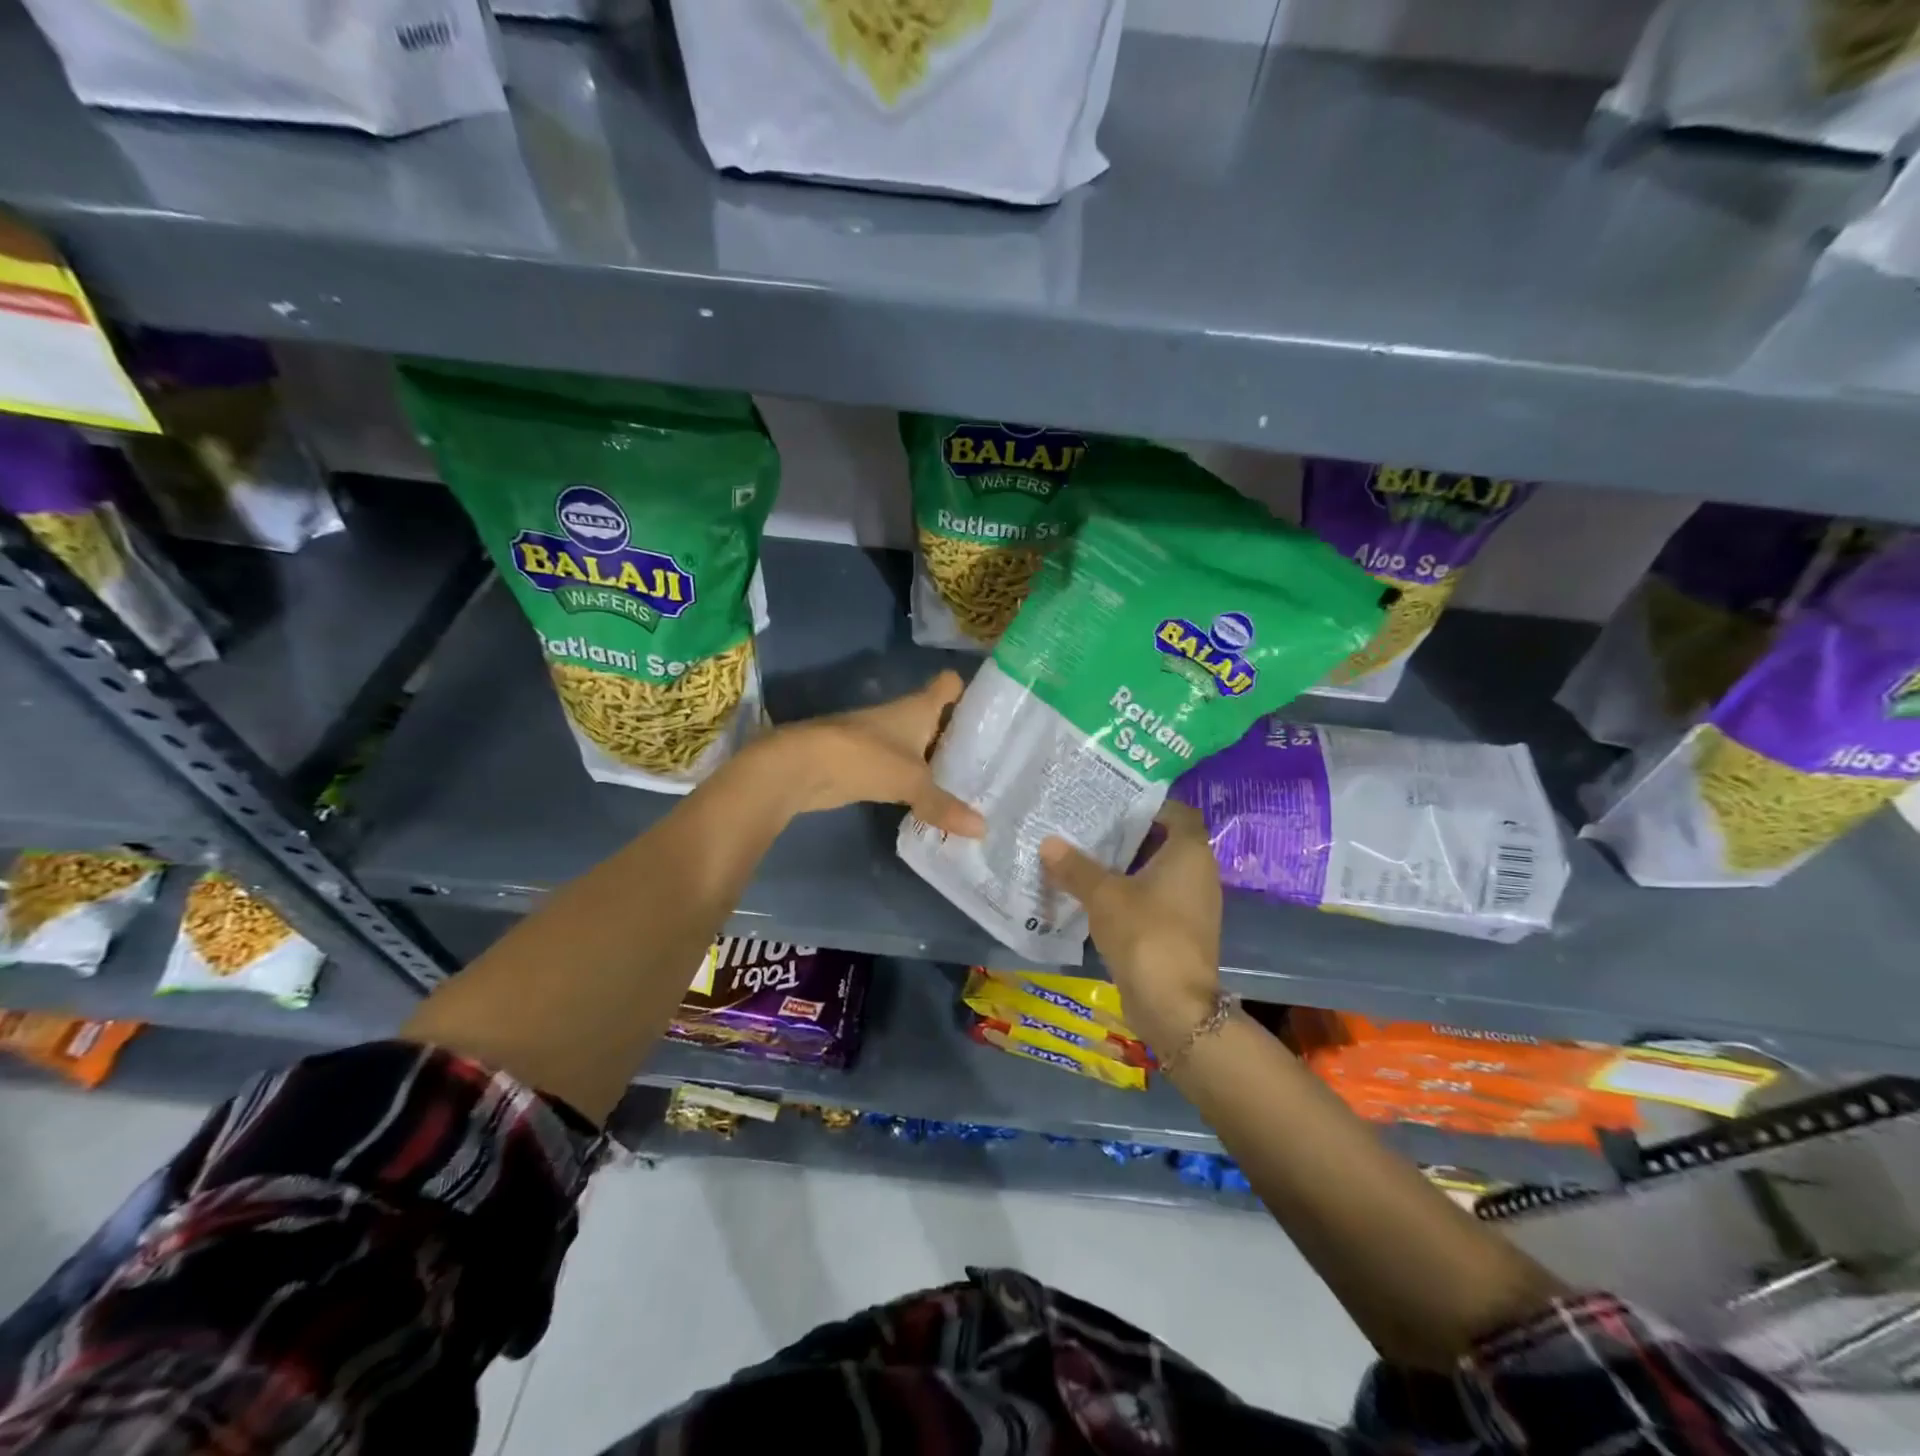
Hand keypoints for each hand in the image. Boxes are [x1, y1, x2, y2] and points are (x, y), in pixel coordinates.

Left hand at [768, 672, 984, 836]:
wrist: (803, 766)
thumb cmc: (865, 757)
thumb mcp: (912, 782)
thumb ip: (945, 805)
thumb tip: (983, 830)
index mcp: (918, 707)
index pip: (949, 685)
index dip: (971, 693)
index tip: (995, 713)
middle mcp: (903, 718)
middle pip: (940, 720)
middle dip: (963, 739)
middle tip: (997, 763)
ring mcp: (884, 741)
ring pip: (922, 748)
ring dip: (939, 765)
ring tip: (973, 787)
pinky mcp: (869, 765)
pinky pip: (903, 772)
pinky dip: (917, 784)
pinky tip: (935, 803)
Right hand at [1040, 802, 1222, 1051]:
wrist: (1174, 1006)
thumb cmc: (1145, 933)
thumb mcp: (1103, 895)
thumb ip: (1075, 867)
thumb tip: (1048, 842)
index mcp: (1189, 852)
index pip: (1176, 812)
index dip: (1147, 805)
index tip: (1112, 802)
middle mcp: (1199, 873)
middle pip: (1164, 841)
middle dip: (1128, 835)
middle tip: (1088, 827)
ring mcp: (1193, 905)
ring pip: (1157, 873)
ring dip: (1126, 866)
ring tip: (1085, 857)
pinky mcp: (1181, 931)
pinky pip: (1155, 899)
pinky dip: (1131, 893)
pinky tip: (1096, 896)